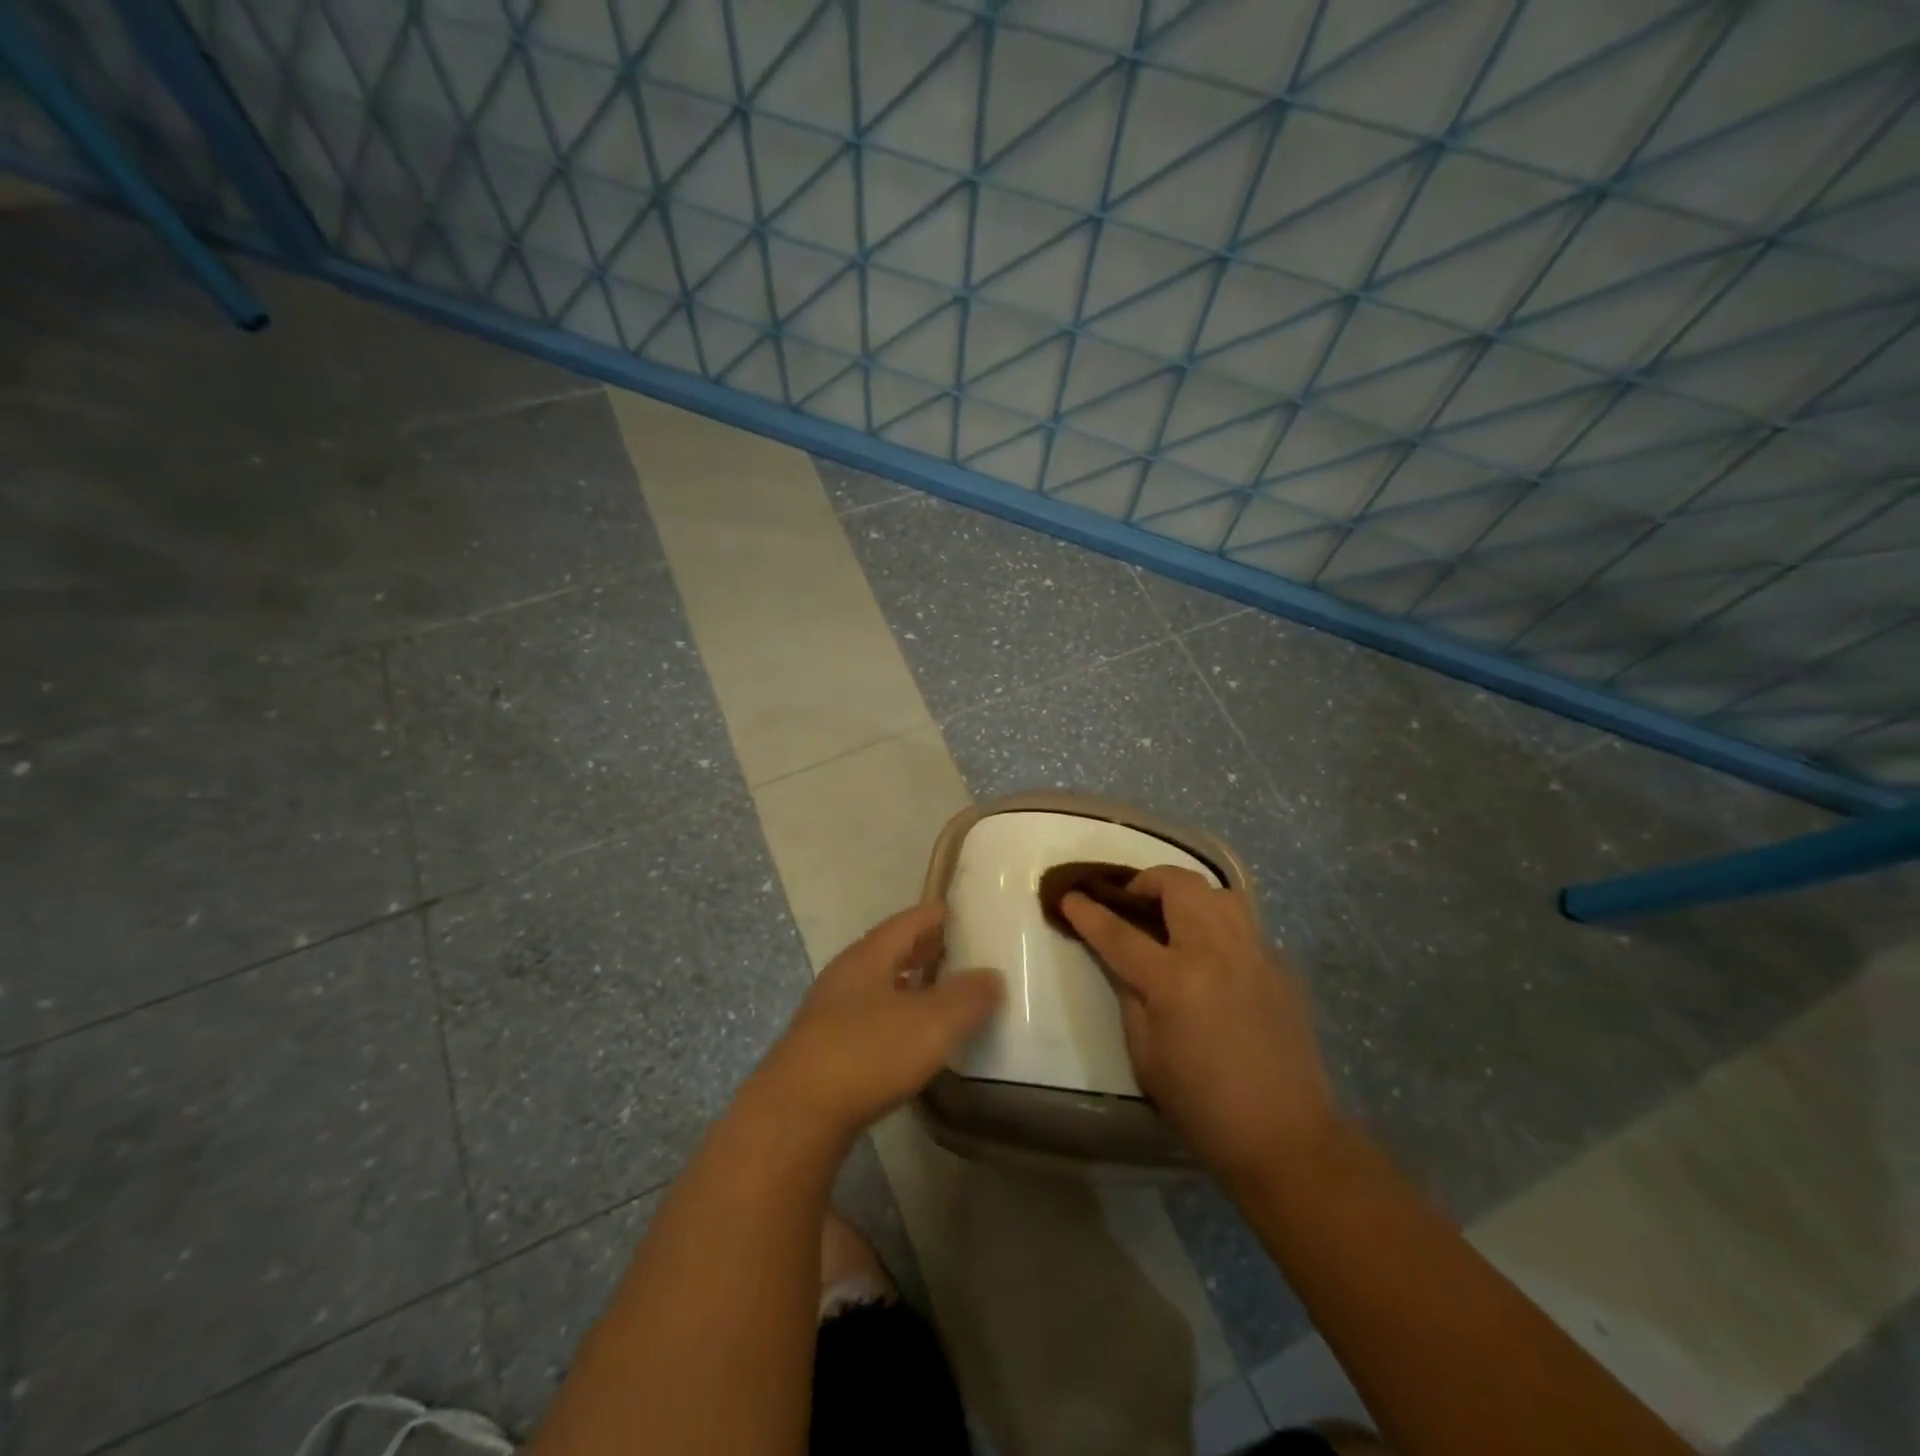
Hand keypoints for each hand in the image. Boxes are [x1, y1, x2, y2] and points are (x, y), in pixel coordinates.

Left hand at [757, 902, 1001, 1140]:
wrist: (796, 1114)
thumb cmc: (868, 1052)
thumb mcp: (931, 1022)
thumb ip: (966, 997)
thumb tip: (993, 976)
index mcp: (868, 957)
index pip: (907, 922)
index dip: (935, 915)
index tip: (960, 912)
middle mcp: (845, 976)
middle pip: (888, 952)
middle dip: (922, 950)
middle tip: (957, 951)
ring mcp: (828, 1014)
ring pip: (876, 987)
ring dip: (907, 986)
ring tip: (939, 994)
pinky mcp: (822, 1051)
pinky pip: (867, 1019)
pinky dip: (894, 1018)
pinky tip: (909, 1040)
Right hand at [1062, 867, 1338, 1188]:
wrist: (1287, 1139)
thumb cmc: (1203, 1107)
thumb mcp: (1145, 1057)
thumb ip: (1130, 997)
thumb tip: (1124, 962)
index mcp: (1176, 981)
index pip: (1120, 933)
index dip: (1088, 913)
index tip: (1069, 897)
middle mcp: (1217, 953)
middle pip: (1179, 885)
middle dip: (1145, 882)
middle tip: (1130, 902)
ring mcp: (1256, 955)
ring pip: (1220, 892)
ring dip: (1188, 894)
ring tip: (1173, 918)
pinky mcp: (1282, 967)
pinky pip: (1246, 924)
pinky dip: (1220, 924)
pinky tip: (1212, 955)